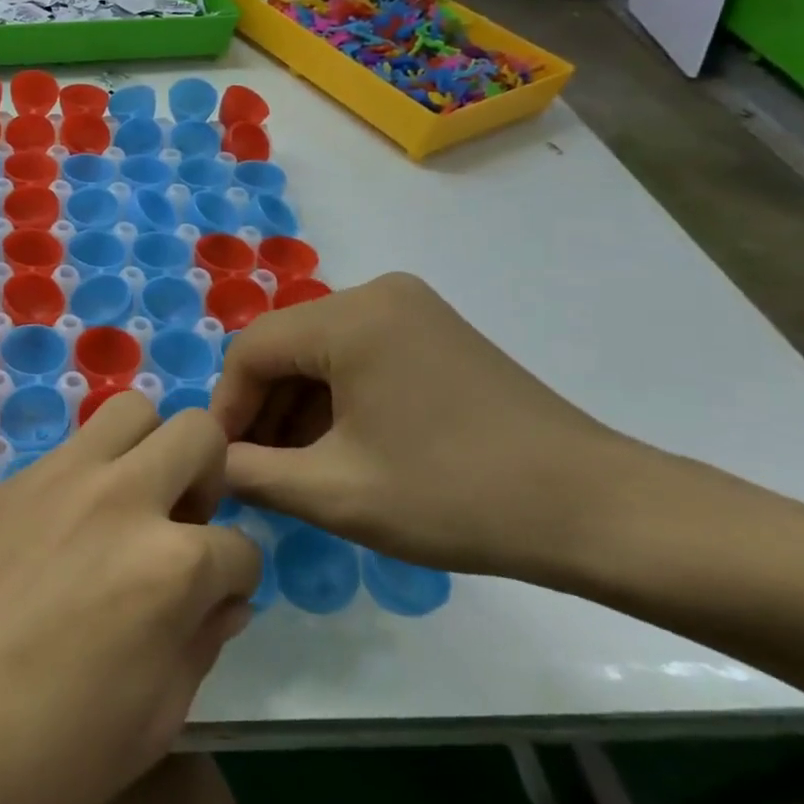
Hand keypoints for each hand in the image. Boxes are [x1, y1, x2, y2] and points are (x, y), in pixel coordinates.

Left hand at [0, 395, 262, 803]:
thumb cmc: (47, 759)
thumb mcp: (155, 720)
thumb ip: (202, 642)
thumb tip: (223, 599)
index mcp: (171, 565)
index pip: (241, 548)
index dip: (236, 580)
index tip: (215, 601)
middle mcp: (123, 499)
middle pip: (198, 434)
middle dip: (208, 477)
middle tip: (179, 527)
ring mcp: (60, 479)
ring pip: (131, 411)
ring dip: (148, 450)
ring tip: (128, 507)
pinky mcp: (10, 482)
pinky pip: (70, 450)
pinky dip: (88, 475)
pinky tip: (62, 530)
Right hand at [210, 272, 641, 580]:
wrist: (595, 509)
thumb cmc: (454, 496)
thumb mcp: (335, 493)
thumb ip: (252, 473)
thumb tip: (208, 462)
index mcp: (351, 317)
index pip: (251, 350)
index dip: (226, 408)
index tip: (221, 463)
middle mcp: (377, 294)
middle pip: (286, 348)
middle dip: (263, 411)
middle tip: (255, 473)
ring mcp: (411, 310)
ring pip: (320, 354)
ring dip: (297, 409)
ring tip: (294, 471)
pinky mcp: (434, 333)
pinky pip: (358, 357)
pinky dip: (336, 401)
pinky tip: (338, 450)